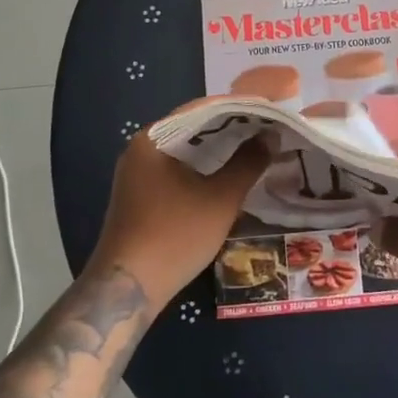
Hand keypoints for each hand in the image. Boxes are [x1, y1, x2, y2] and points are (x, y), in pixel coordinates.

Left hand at [87, 99, 267, 306]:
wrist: (127, 290)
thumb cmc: (174, 236)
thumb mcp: (220, 199)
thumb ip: (248, 163)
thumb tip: (270, 136)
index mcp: (153, 139)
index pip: (201, 109)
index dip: (238, 108)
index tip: (268, 111)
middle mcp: (141, 149)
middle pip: (192, 128)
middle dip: (231, 129)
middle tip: (267, 129)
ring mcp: (137, 174)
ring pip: (186, 151)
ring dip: (218, 151)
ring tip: (255, 149)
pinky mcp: (140, 196)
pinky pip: (177, 170)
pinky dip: (203, 169)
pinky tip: (228, 175)